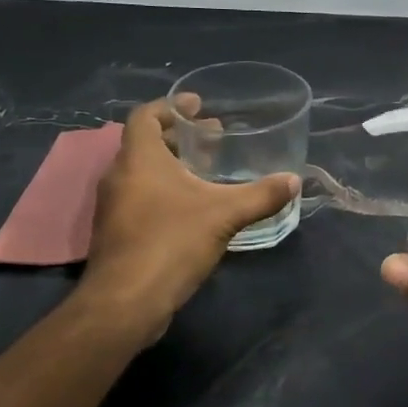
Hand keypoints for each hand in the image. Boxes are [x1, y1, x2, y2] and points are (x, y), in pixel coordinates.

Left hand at [81, 97, 298, 334]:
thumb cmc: (171, 242)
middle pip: (145, 144)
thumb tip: (294, 181)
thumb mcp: (224, 215)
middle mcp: (119, 176)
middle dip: (179, 137)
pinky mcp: (116, 233)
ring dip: (171, 166)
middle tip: (212, 138)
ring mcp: (113, 206)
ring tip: (206, 172)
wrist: (126, 301)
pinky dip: (163, 191)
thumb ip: (260, 196)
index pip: (146, 116)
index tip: (198, 105)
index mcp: (139, 159)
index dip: (171, 106)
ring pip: (142, 173)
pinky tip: (191, 209)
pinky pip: (139, 198)